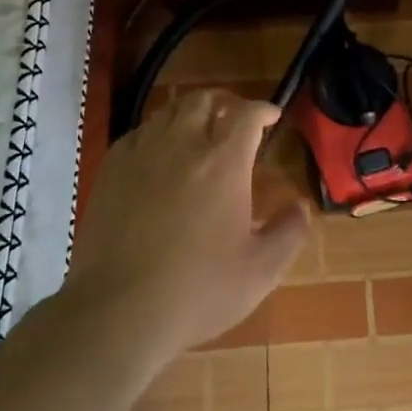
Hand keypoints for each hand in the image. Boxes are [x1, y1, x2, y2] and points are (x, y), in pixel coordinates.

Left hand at [65, 90, 309, 357]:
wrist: (117, 310)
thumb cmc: (198, 290)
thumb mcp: (261, 271)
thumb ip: (289, 232)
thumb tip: (301, 207)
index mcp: (224, 163)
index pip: (246, 114)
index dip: (262, 109)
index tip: (271, 116)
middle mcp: (183, 145)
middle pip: (203, 100)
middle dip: (224, 103)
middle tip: (234, 120)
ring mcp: (142, 154)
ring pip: (168, 112)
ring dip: (190, 114)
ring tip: (198, 133)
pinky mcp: (111, 170)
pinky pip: (138, 133)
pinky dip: (157, 133)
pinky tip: (158, 155)